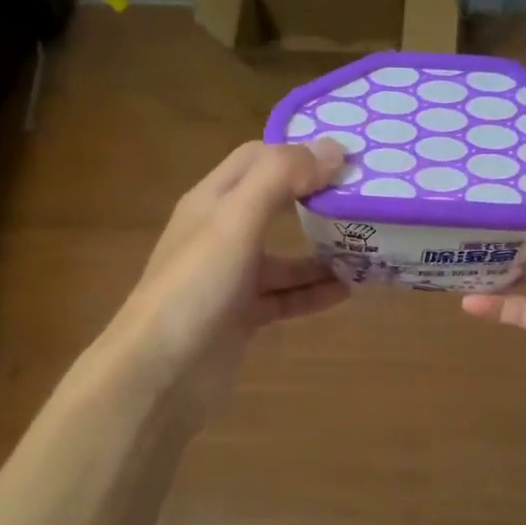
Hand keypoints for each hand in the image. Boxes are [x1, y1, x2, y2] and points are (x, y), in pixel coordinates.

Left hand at [110, 139, 348, 409]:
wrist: (159, 374)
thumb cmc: (196, 286)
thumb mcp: (236, 220)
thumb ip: (281, 177)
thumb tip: (333, 149)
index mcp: (212, 201)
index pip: (257, 158)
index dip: (298, 152)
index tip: (346, 158)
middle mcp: (220, 234)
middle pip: (273, 204)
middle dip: (315, 199)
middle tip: (363, 198)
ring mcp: (230, 278)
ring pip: (284, 256)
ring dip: (321, 251)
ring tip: (365, 248)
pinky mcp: (241, 316)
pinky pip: (285, 297)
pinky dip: (314, 292)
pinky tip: (347, 291)